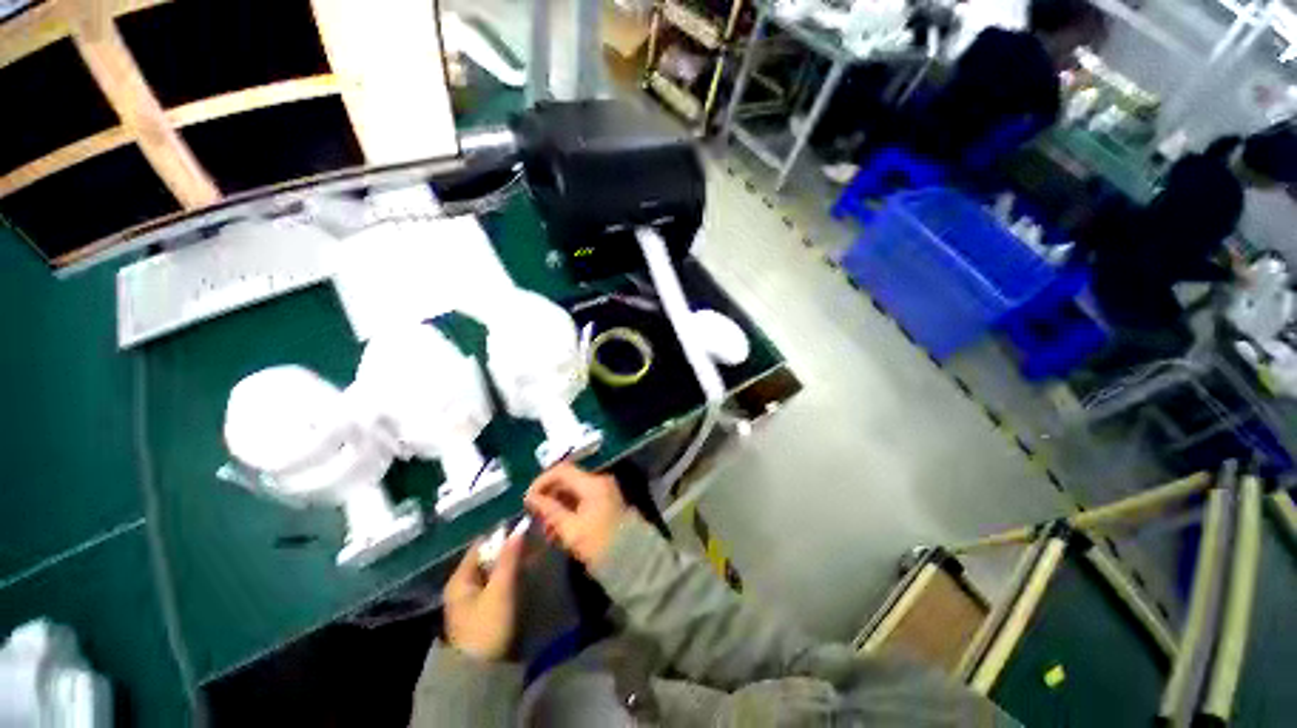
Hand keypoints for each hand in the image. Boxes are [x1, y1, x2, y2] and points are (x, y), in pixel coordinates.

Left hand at [443, 531, 523, 660]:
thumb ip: (509, 557)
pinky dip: (508, 577)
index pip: (481, 545)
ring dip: (510, 563)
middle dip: (508, 549)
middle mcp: (462, 585)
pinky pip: (495, 584)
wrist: (480, 674)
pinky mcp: (481, 611)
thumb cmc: (487, 626)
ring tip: (532, 557)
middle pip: (487, 558)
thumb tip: (519, 527)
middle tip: (531, 543)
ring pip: (493, 571)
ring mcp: (470, 600)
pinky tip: (523, 576)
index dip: (502, 535)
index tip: (524, 528)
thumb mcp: (500, 589)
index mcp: (460, 578)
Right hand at [525, 463, 626, 567]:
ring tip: (545, 529)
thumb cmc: (599, 543)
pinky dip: (568, 511)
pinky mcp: (605, 504)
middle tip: (534, 516)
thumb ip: (549, 510)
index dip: (541, 481)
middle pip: (567, 480)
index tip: (527, 499)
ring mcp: (604, 492)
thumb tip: (531, 498)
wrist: (632, 560)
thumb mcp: (570, 529)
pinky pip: (581, 501)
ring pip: (573, 492)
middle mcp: (599, 482)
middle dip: (549, 496)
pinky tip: (558, 530)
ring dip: (557, 506)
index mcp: (592, 483)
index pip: (561, 470)